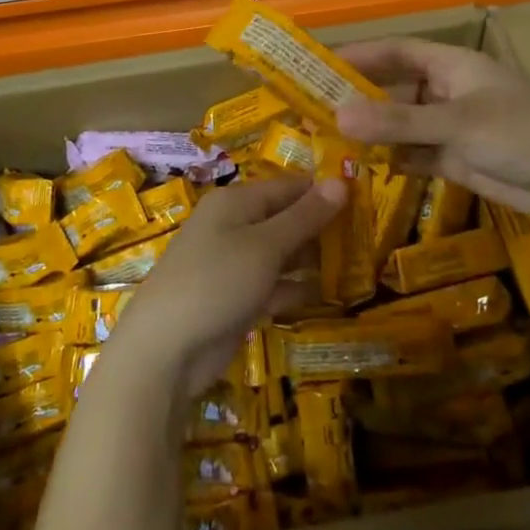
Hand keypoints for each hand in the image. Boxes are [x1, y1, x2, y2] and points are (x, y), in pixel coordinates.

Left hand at [109, 175, 345, 399]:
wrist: (165, 349)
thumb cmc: (217, 281)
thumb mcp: (266, 245)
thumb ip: (305, 216)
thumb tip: (341, 180)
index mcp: (236, 201)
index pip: (288, 186)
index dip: (322, 193)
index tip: (363, 203)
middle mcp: (233, 225)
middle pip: (284, 218)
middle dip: (320, 228)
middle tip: (365, 238)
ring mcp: (232, 263)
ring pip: (280, 253)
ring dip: (311, 260)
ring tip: (355, 266)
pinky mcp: (234, 298)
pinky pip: (271, 284)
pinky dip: (294, 288)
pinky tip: (325, 296)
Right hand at [335, 37, 529, 229]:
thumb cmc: (521, 133)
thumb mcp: (457, 124)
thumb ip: (398, 122)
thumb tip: (336, 114)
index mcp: (450, 65)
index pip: (395, 51)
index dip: (358, 56)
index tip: (317, 67)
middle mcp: (446, 90)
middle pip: (392, 89)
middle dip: (357, 99)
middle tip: (311, 111)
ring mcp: (450, 126)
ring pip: (400, 124)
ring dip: (371, 132)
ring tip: (326, 142)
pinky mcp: (455, 158)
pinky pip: (413, 153)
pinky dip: (391, 159)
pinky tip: (362, 166)